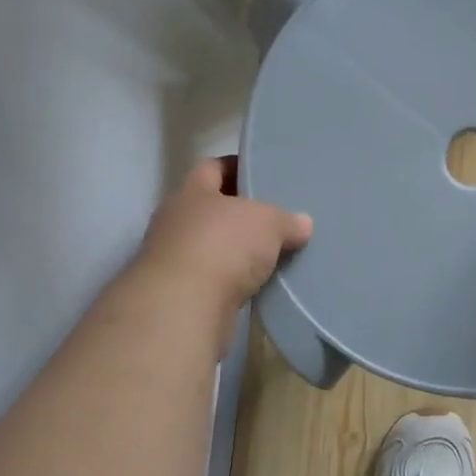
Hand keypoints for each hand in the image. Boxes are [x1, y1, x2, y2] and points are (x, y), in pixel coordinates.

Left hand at [132, 158, 312, 318]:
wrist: (183, 307)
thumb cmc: (223, 246)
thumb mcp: (268, 223)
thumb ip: (286, 220)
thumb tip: (303, 223)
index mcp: (192, 191)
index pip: (212, 167)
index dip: (237, 167)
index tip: (262, 173)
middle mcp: (175, 220)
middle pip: (211, 208)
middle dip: (240, 213)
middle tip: (274, 216)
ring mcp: (172, 258)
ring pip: (211, 245)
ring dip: (235, 250)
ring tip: (269, 253)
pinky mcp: (178, 293)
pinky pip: (211, 278)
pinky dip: (230, 280)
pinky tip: (255, 284)